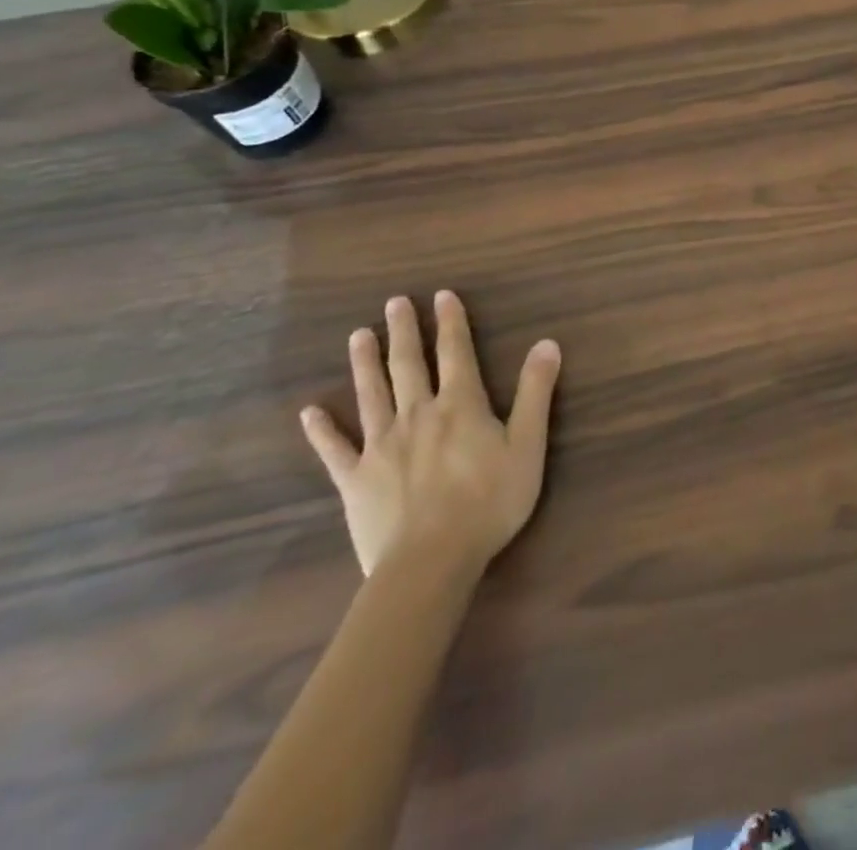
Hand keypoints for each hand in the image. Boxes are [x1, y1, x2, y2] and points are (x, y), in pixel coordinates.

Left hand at [301, 292, 562, 577]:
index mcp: (461, 405)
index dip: (451, 322)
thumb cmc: (489, 501)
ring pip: (371, 395)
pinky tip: (310, 412)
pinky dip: (322, 430)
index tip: (442, 295)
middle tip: (394, 302)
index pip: (456, 353)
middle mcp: (418, 414)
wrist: (430, 561)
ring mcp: (381, 446)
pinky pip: (335, 449)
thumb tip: (547, 343)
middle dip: (404, 331)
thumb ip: (535, 392)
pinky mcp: (355, 479)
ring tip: (359, 335)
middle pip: (409, 365)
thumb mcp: (528, 444)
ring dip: (365, 363)